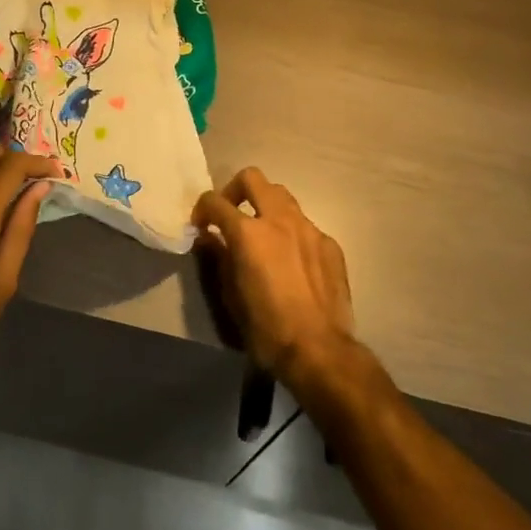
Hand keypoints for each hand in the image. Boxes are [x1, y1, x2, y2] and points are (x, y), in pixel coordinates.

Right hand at [193, 168, 355, 394]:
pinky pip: (305, 225)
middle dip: (235, 190)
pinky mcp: (329, 243)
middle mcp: (278, 219)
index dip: (202, 209)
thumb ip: (218, 259)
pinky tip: (293, 261)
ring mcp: (308, 228)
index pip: (216, 201)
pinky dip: (292, 233)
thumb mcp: (230, 296)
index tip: (201, 225)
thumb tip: (209, 238)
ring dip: (266, 207)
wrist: (319, 350)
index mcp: (248, 232)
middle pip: (252, 178)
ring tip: (263, 234)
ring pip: (282, 196)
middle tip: (231, 214)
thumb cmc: (266, 328)